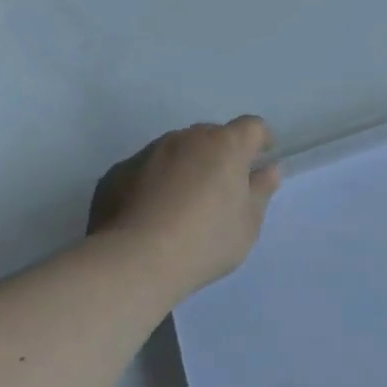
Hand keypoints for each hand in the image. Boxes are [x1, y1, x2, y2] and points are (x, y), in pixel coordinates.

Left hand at [89, 116, 281, 298]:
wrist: (134, 260)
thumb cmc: (205, 241)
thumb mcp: (248, 224)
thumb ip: (260, 192)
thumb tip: (268, 171)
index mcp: (225, 146)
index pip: (252, 127)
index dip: (260, 140)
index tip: (261, 159)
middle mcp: (185, 139)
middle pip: (211, 136)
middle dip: (221, 155)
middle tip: (222, 189)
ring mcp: (147, 153)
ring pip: (176, 151)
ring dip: (186, 167)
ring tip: (183, 205)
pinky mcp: (117, 172)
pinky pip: (145, 170)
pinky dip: (154, 183)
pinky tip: (152, 215)